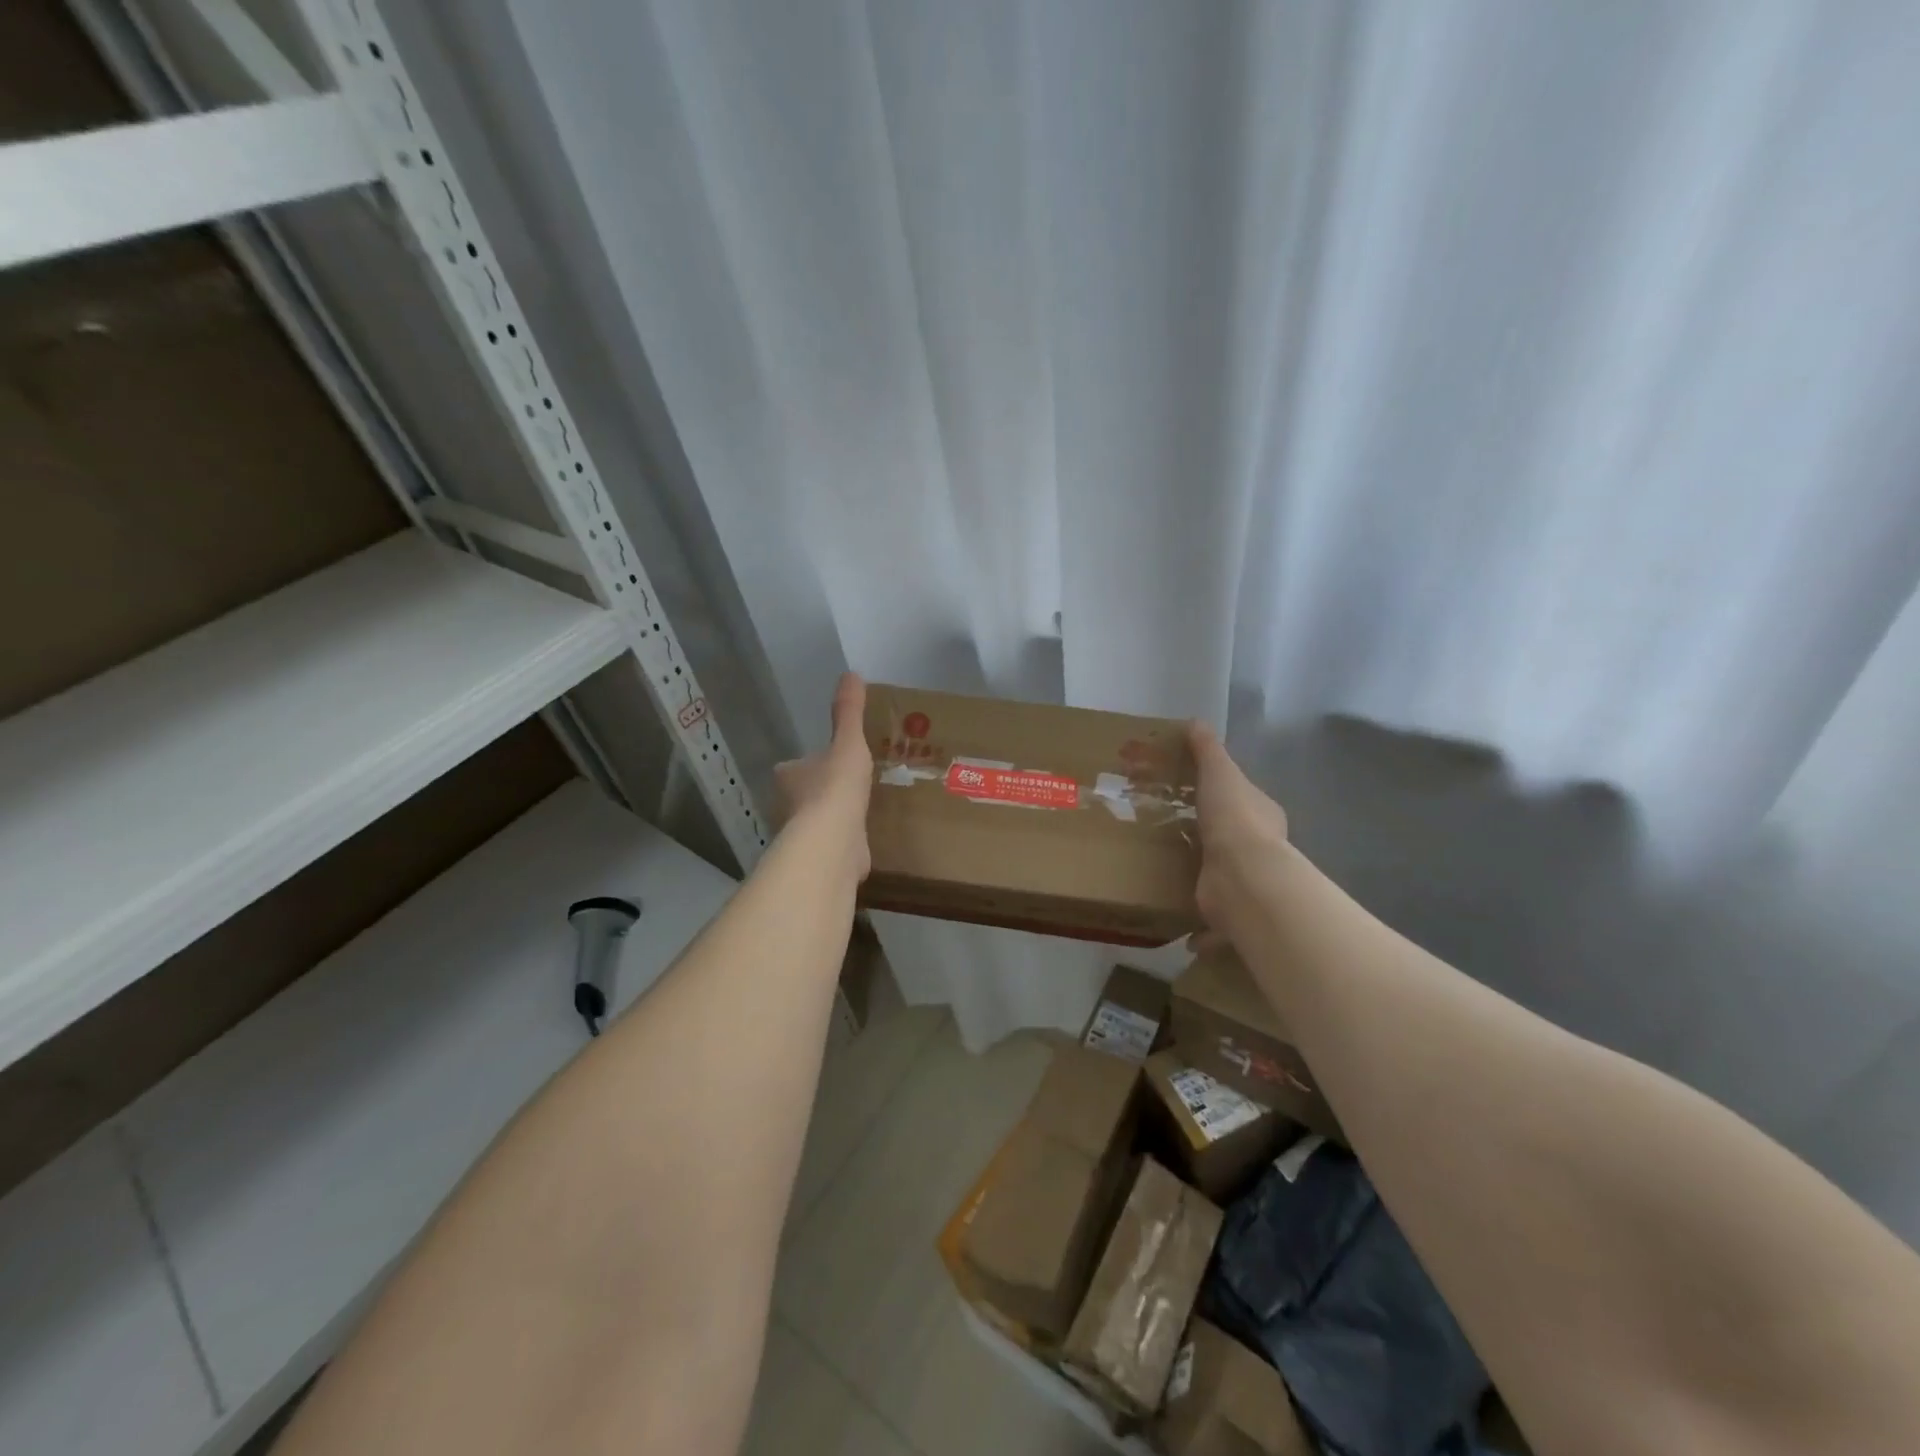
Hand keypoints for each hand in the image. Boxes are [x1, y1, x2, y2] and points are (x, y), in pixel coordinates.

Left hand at [774, 672, 873, 880]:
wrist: (834, 840)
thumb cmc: (836, 786)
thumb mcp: (848, 742)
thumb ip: (849, 712)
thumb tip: (851, 673)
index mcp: (788, 775)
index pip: (793, 767)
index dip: (808, 764)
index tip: (829, 762)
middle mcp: (787, 806)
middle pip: (803, 795)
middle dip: (820, 792)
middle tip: (847, 785)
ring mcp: (804, 835)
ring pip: (817, 822)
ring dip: (833, 818)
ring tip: (859, 809)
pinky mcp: (821, 858)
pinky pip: (834, 845)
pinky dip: (845, 841)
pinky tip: (863, 838)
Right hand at [1187, 721, 1289, 953]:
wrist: (1244, 878)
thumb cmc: (1234, 819)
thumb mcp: (1220, 773)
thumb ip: (1207, 750)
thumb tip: (1195, 721)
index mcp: (1260, 815)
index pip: (1244, 800)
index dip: (1223, 795)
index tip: (1194, 793)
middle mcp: (1258, 849)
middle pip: (1235, 839)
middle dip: (1212, 838)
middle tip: (1173, 831)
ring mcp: (1245, 884)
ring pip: (1224, 879)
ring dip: (1205, 879)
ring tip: (1167, 873)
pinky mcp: (1229, 914)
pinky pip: (1213, 924)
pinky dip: (1201, 932)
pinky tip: (1179, 927)